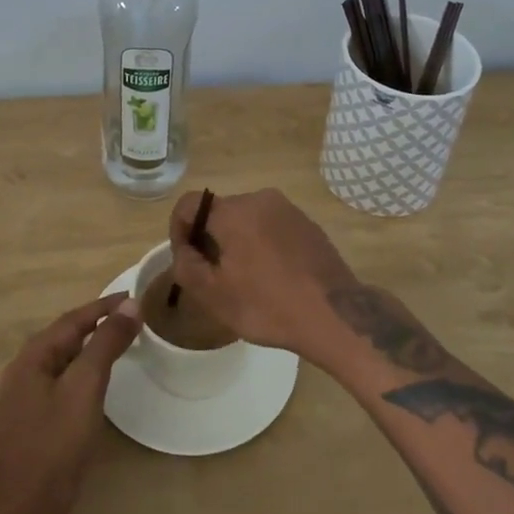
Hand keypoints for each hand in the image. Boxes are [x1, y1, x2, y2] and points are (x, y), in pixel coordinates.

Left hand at [0, 293, 140, 513]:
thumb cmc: (56, 445)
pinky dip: (85, 371)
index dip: (103, 306)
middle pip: (65, 337)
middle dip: (97, 323)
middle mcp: (24, 373)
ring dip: (92, 347)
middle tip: (132, 317)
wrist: (27, 513)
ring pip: (65, 360)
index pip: (72, 320)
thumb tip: (130, 305)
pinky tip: (100, 381)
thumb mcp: (86, 387)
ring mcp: (27, 399)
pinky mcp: (36, 422)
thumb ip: (106, 343)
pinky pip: (64, 382)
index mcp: (31, 359)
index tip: (134, 296)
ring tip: (122, 341)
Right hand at [167, 188, 358, 360]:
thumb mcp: (214, 295)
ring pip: (247, 219)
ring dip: (237, 242)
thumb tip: (184, 251)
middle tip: (214, 276)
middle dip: (209, 239)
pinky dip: (262, 244)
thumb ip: (186, 266)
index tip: (186, 260)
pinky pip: (272, 226)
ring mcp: (288, 209)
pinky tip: (272, 276)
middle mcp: (261, 198)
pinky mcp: (308, 223)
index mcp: (234, 211)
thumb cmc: (268, 305)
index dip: (178, 230)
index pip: (190, 204)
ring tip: (245, 280)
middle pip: (220, 212)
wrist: (335, 315)